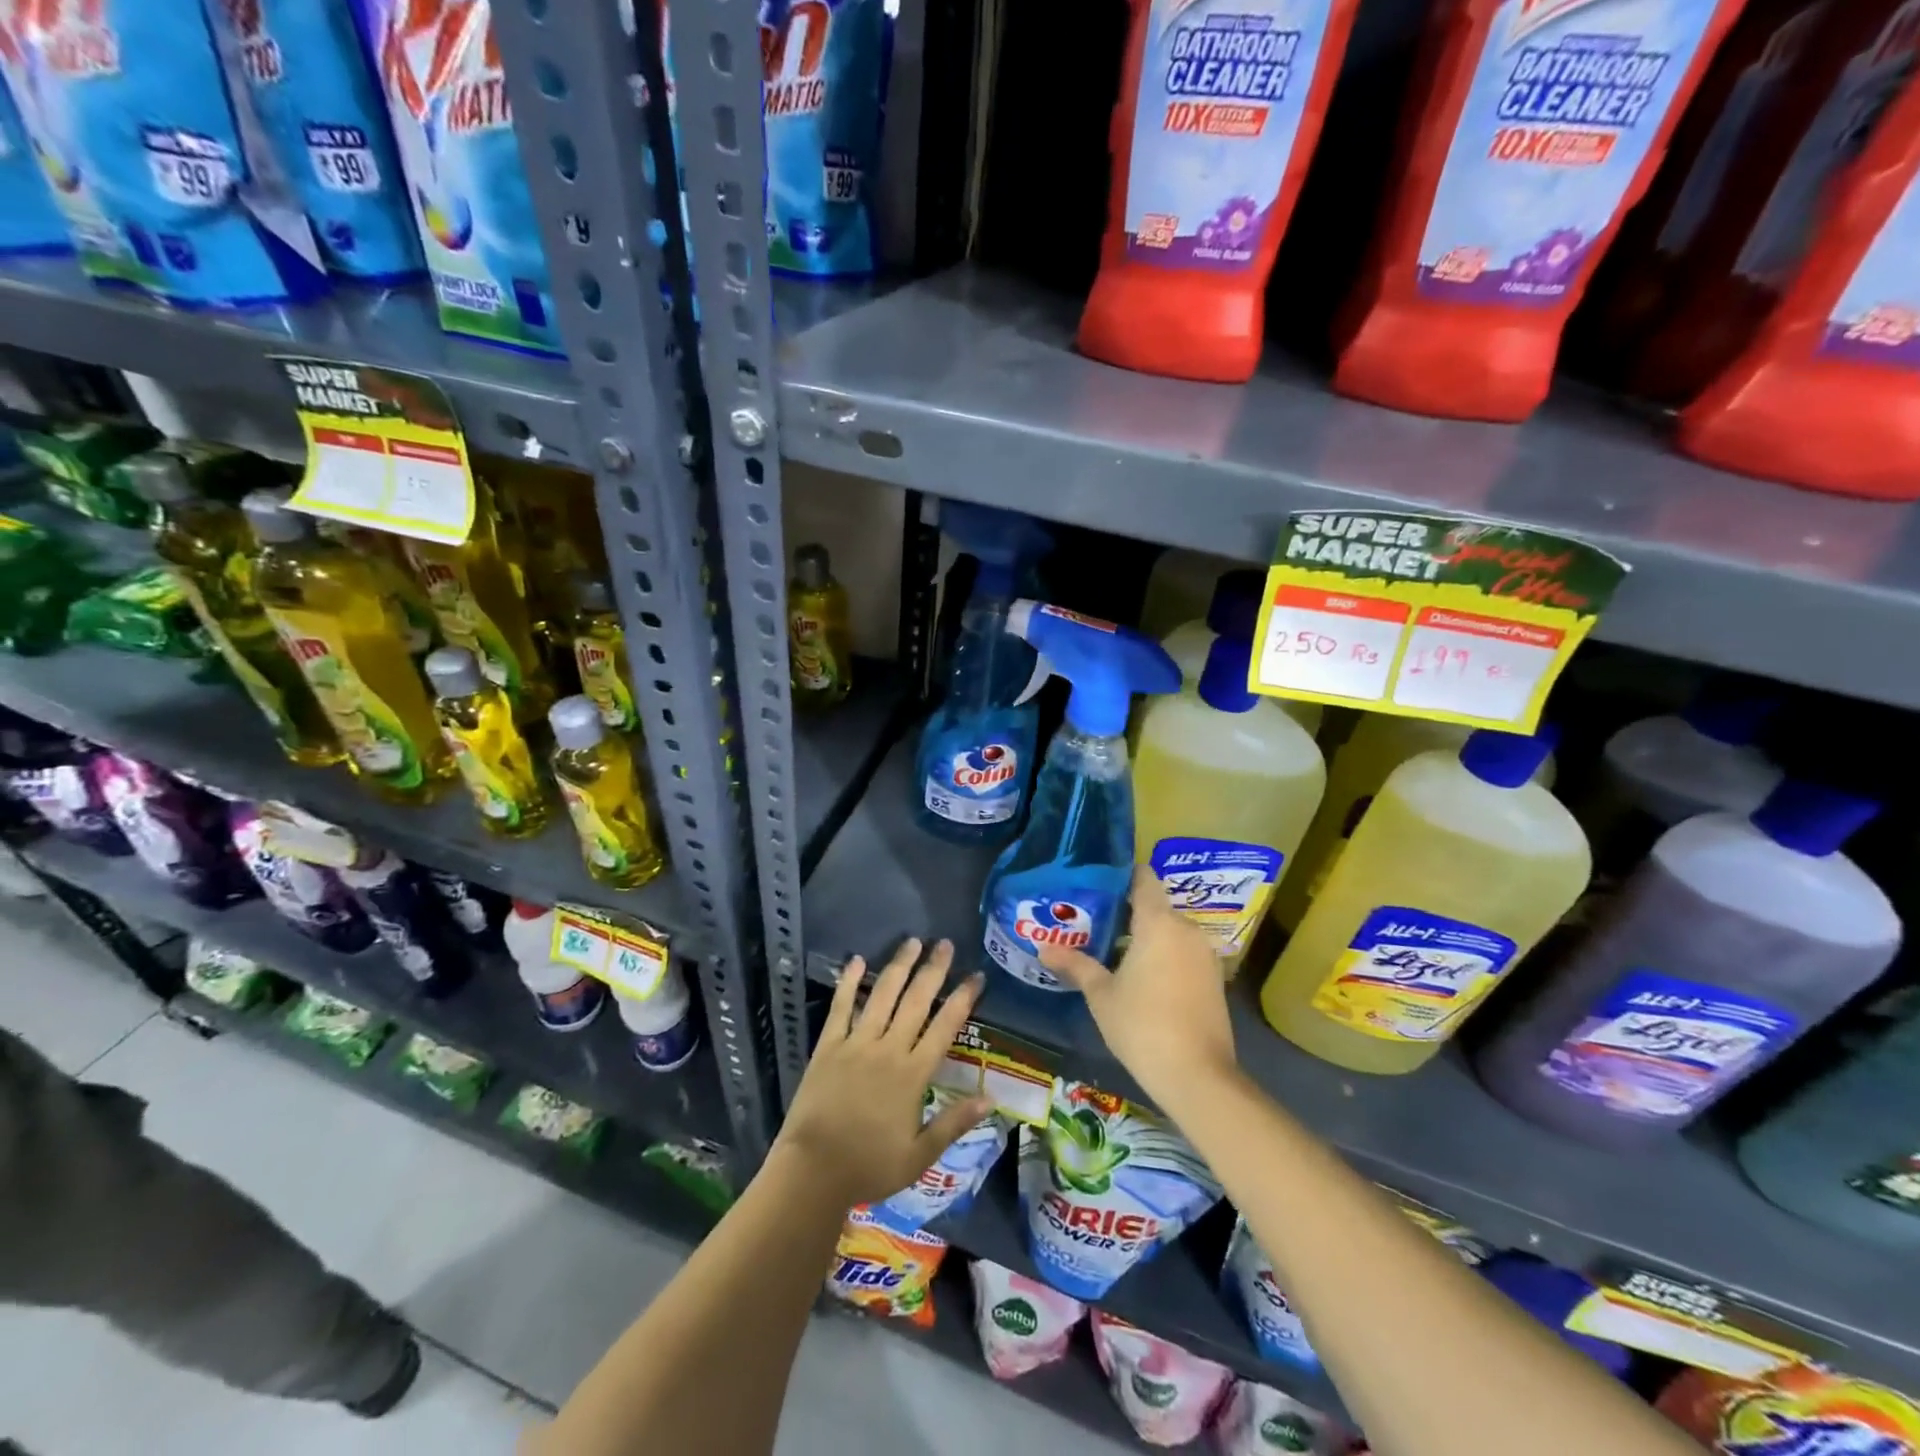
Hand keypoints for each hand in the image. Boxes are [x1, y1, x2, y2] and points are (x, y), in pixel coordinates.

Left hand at [774, 937, 991, 1208]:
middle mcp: (888, 1050)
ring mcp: (856, 1044)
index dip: (962, 999)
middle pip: (915, 1001)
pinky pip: (841, 1007)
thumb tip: (991, 1099)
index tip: (976, 976)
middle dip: (933, 970)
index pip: (945, 1027)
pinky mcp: (828, 1046)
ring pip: (882, 995)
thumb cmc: (869, 1166)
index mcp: (913, 1074)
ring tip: (912, 942)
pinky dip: (849, 982)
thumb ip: (955, 1123)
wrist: (813, 1171)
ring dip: (898, 966)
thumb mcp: (920, 1155)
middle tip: (944, 944)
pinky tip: (856, 960)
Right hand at [1038, 866, 1236, 1103]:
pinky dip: (1162, 954)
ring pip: (1169, 930)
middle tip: (1091, 919)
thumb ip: (1075, 965)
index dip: (1121, 874)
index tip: (1096, 881)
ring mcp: (1204, 954)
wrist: (1198, 1076)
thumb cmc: (1142, 1025)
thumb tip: (1043, 947)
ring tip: (1110, 947)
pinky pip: (1182, 951)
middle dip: (1125, 910)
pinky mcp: (1213, 978)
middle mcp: (1186, 929)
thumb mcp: (1101, 994)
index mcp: (1159, 922)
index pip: (1143, 878)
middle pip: (1154, 905)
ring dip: (1144, 935)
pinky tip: (1139, 974)